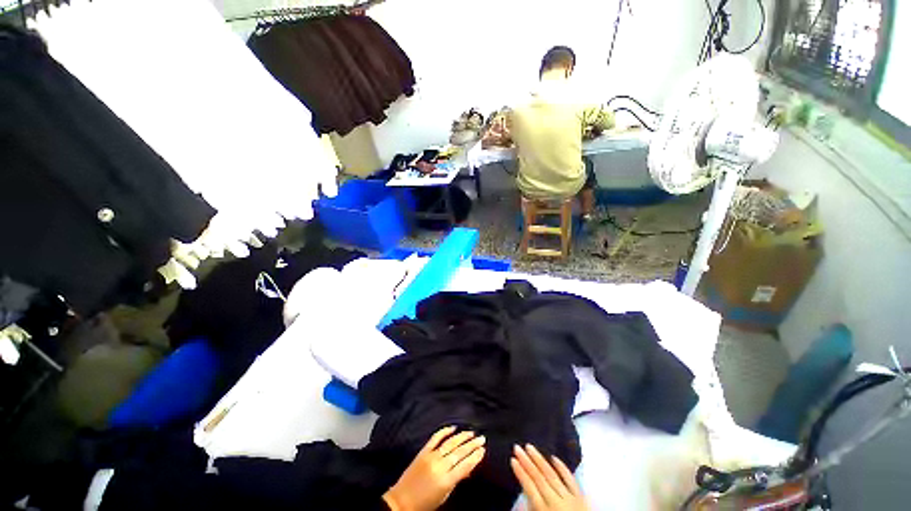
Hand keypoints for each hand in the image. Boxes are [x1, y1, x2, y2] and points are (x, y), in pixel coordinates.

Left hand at [383, 426, 485, 510]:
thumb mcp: (444, 495)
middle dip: (472, 444)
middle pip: (459, 452)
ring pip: (450, 443)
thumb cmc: (425, 503)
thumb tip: (469, 468)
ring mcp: (431, 457)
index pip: (465, 466)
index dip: (475, 457)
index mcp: (446, 480)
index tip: (483, 450)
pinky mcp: (423, 451)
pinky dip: (444, 431)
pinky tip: (453, 427)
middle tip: (481, 438)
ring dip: (462, 437)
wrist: (401, 501)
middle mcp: (439, 466)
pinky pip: (435, 438)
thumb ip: (456, 480)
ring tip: (471, 432)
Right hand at [510, 444, 589, 510]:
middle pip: (539, 478)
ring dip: (540, 460)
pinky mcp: (581, 499)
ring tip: (530, 447)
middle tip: (517, 447)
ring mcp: (570, 499)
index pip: (530, 488)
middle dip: (527, 461)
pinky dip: (562, 468)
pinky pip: (571, 480)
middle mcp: (556, 502)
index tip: (512, 459)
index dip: (520, 473)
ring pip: (552, 475)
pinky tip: (554, 458)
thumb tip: (520, 502)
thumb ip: (531, 510)